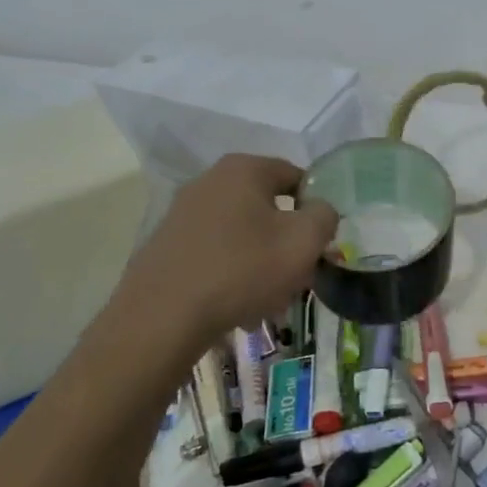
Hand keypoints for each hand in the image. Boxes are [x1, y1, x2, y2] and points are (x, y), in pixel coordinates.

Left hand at [83, 155, 337, 362]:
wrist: (163, 316)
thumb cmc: (243, 269)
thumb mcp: (303, 241)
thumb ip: (324, 216)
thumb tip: (319, 211)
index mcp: (244, 169)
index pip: (296, 176)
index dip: (315, 208)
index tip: (320, 243)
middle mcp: (210, 180)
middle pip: (268, 207)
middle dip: (287, 240)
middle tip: (298, 275)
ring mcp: (183, 212)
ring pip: (243, 234)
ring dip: (262, 261)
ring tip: (269, 299)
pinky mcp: (167, 244)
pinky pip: (215, 253)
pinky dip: (232, 274)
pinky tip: (237, 307)